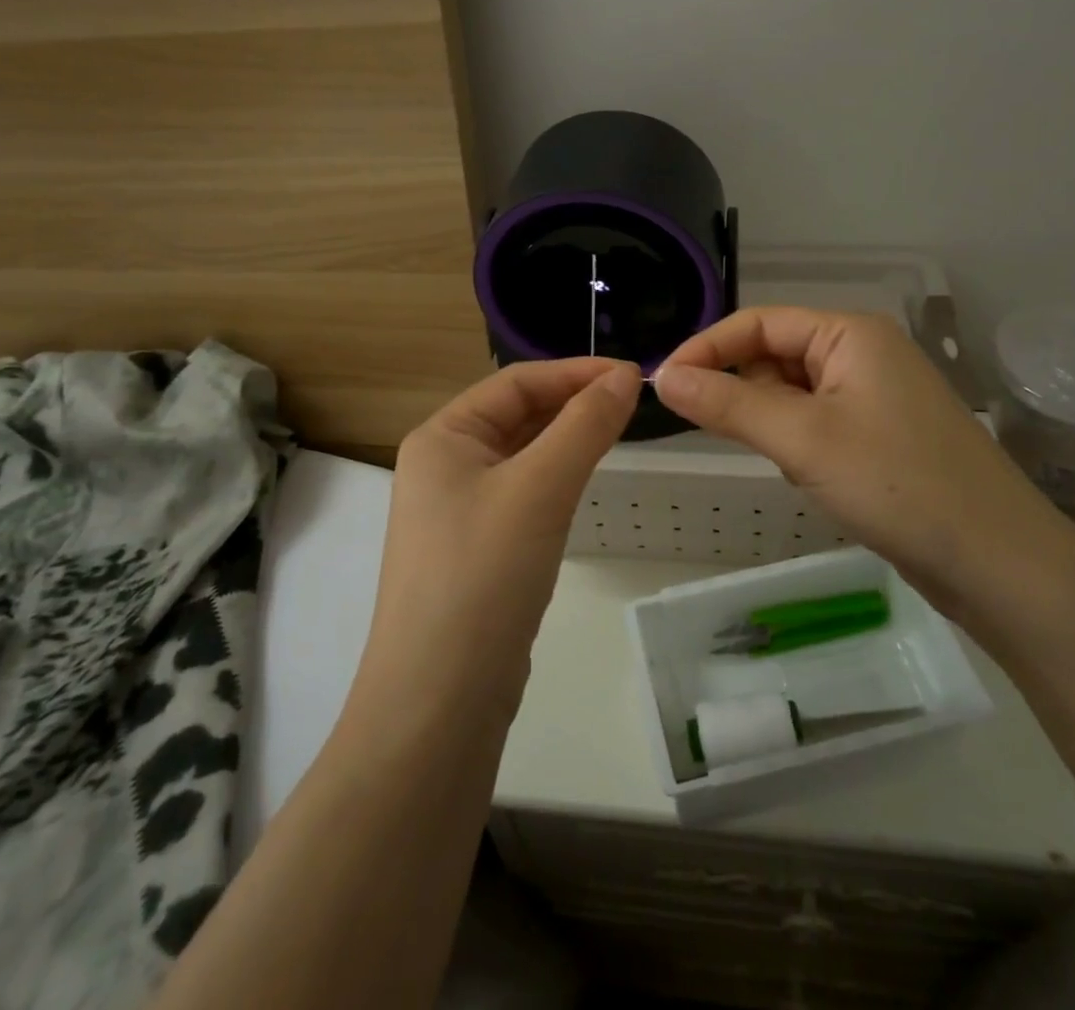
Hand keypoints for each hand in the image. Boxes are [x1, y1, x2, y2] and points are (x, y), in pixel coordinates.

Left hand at [355, 357, 640, 726]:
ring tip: (619, 431)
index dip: (576, 372)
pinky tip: (585, 483)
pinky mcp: (478, 551)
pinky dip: (557, 478)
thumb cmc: (483, 575)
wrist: (439, 702)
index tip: (635, 375)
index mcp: (442, 437)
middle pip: (518, 415)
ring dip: (568, 439)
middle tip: (635, 403)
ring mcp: (458, 511)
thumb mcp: (539, 489)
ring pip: (523, 456)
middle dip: (574, 403)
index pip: (517, 383)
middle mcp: (443, 466)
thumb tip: (627, 376)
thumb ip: (585, 426)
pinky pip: (523, 495)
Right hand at [654, 308, 1068, 617]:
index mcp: (850, 333)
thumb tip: (663, 377)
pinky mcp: (880, 435)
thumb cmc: (897, 484)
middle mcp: (863, 353)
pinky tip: (815, 479)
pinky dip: (799, 445)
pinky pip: (817, 424)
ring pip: (793, 394)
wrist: (998, 563)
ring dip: (774, 425)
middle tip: (725, 434)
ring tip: (792, 464)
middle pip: (775, 356)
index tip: (662, 386)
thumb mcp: (802, 439)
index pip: (757, 323)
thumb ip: (728, 404)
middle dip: (745, 393)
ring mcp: (875, 396)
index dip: (706, 349)